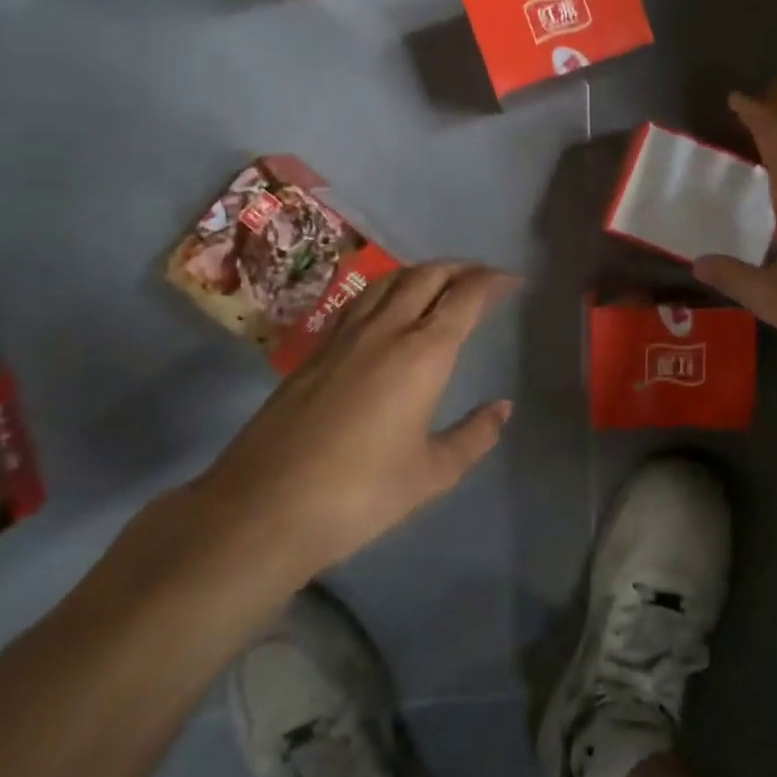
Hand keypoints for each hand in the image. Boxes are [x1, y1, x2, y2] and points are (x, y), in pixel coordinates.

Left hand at [186, 262, 518, 598]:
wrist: (263, 508)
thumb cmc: (360, 494)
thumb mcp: (432, 474)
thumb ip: (474, 436)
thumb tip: (502, 407)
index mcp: (423, 353)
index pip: (465, 298)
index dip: (492, 282)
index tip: (512, 280)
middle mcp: (386, 330)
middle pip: (427, 276)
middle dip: (460, 268)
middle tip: (482, 276)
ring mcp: (344, 336)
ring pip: (390, 281)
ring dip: (422, 272)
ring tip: (440, 282)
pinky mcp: (315, 350)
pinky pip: (361, 300)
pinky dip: (388, 289)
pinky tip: (388, 308)